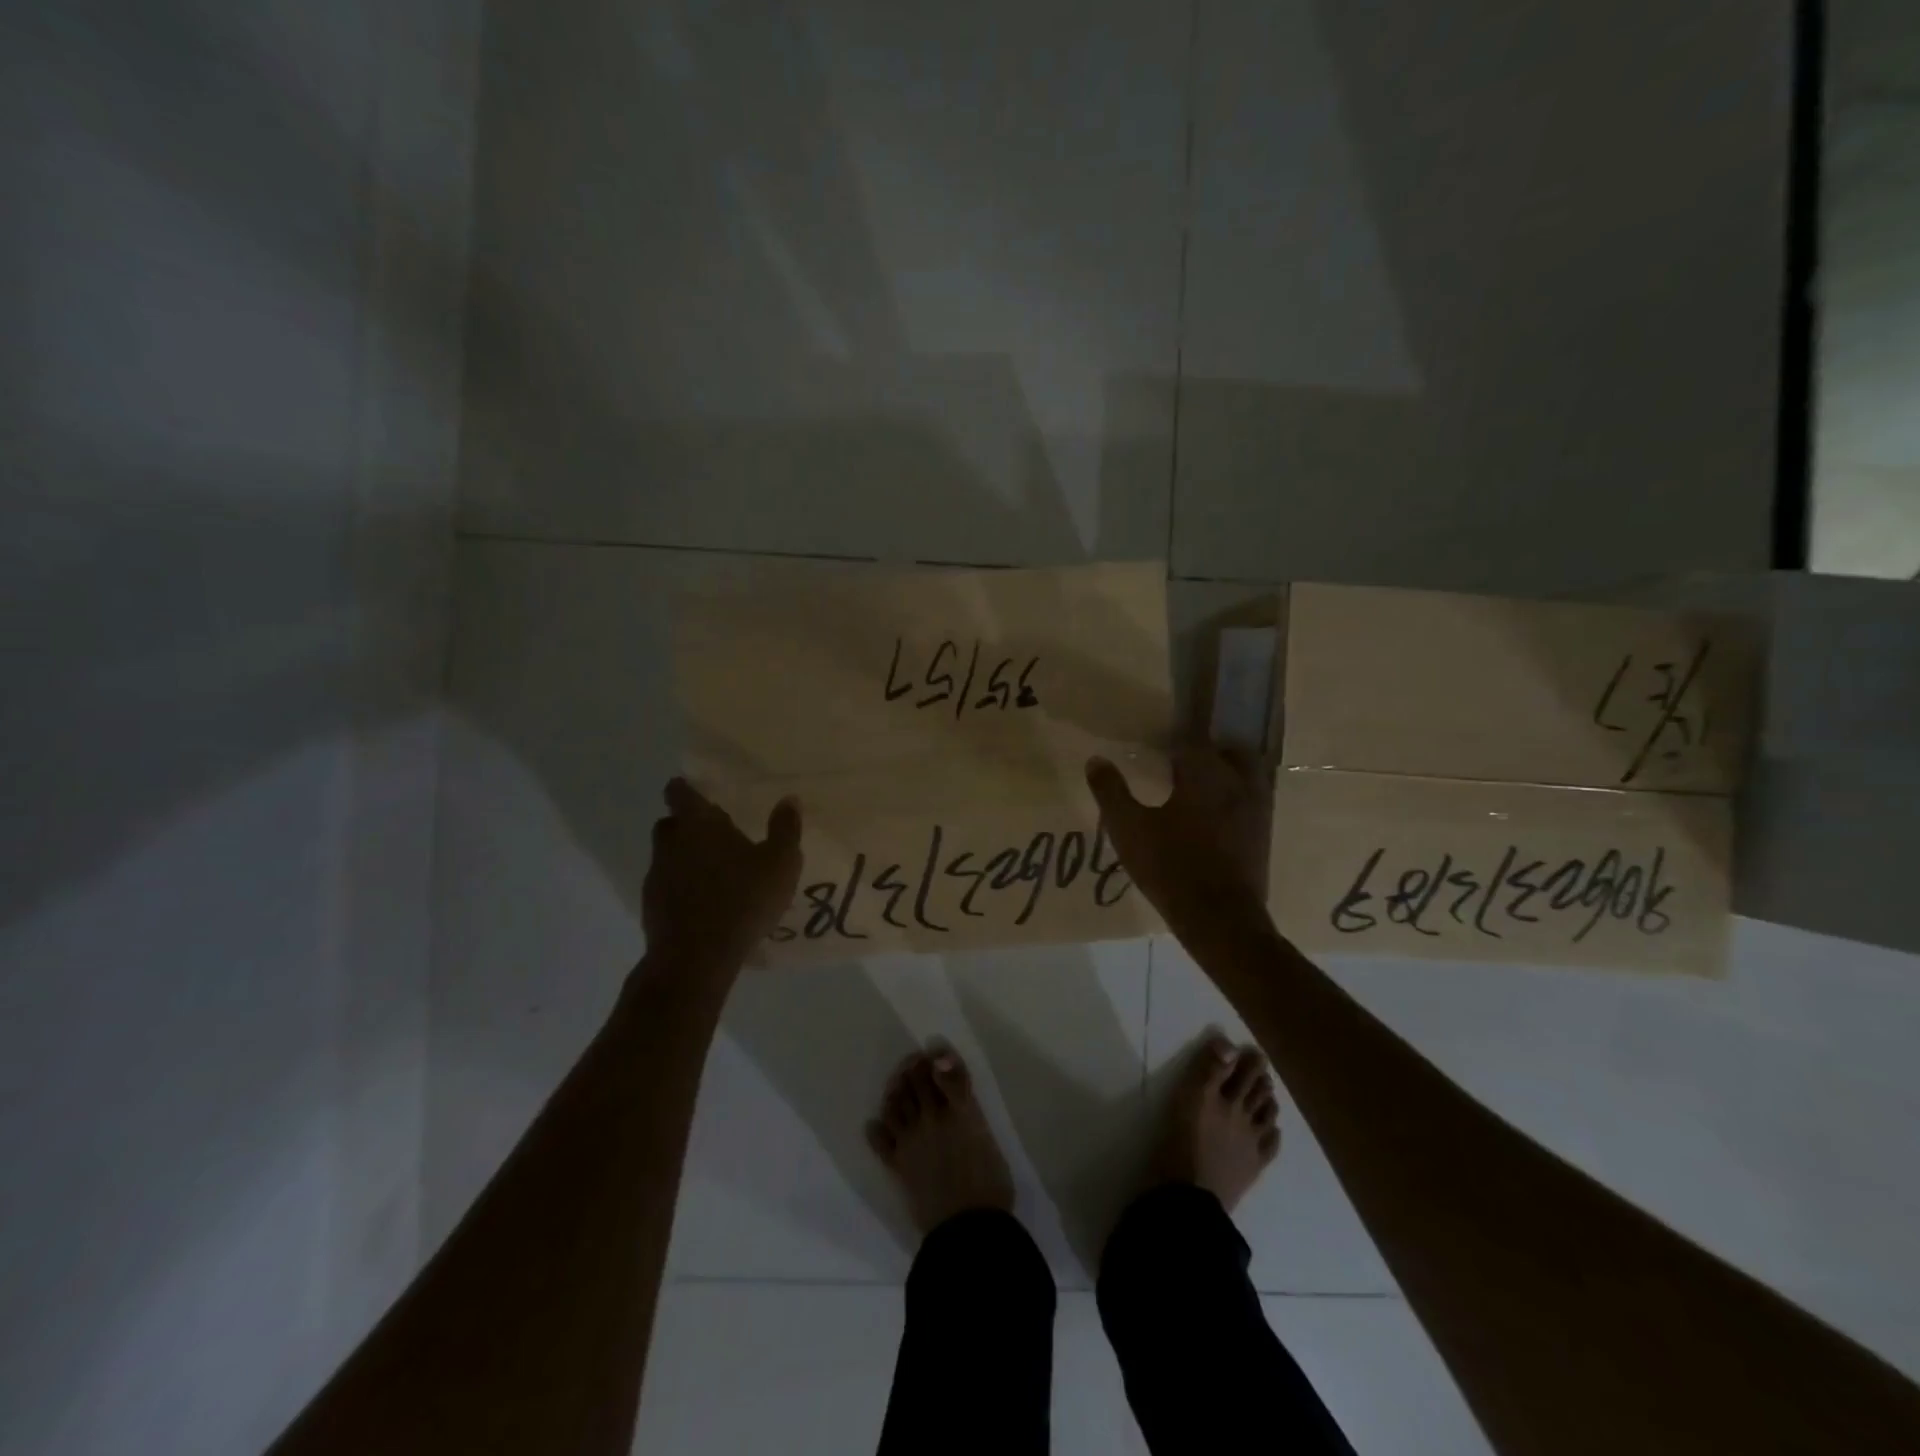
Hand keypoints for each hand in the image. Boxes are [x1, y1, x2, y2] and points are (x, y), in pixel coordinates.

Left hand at [641, 778, 802, 981]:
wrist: (696, 958)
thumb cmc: (743, 899)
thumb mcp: (781, 863)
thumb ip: (785, 829)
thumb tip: (789, 800)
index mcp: (699, 824)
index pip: (680, 792)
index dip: (687, 789)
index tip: (701, 794)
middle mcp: (671, 843)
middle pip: (671, 823)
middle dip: (688, 826)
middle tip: (716, 836)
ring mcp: (657, 876)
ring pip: (667, 856)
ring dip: (685, 859)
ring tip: (715, 875)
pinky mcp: (651, 908)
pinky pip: (667, 887)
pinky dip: (681, 889)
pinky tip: (706, 905)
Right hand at [1086, 746, 1273, 952]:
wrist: (1220, 919)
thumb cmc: (1171, 867)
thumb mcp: (1129, 829)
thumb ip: (1111, 792)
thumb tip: (1096, 760)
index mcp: (1204, 774)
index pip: (1192, 738)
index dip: (1176, 734)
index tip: (1159, 738)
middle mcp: (1238, 782)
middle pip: (1230, 750)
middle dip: (1209, 749)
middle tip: (1184, 759)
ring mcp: (1257, 809)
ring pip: (1248, 774)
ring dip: (1227, 772)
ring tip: (1200, 785)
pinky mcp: (1263, 834)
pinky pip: (1252, 801)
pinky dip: (1235, 798)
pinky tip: (1214, 816)